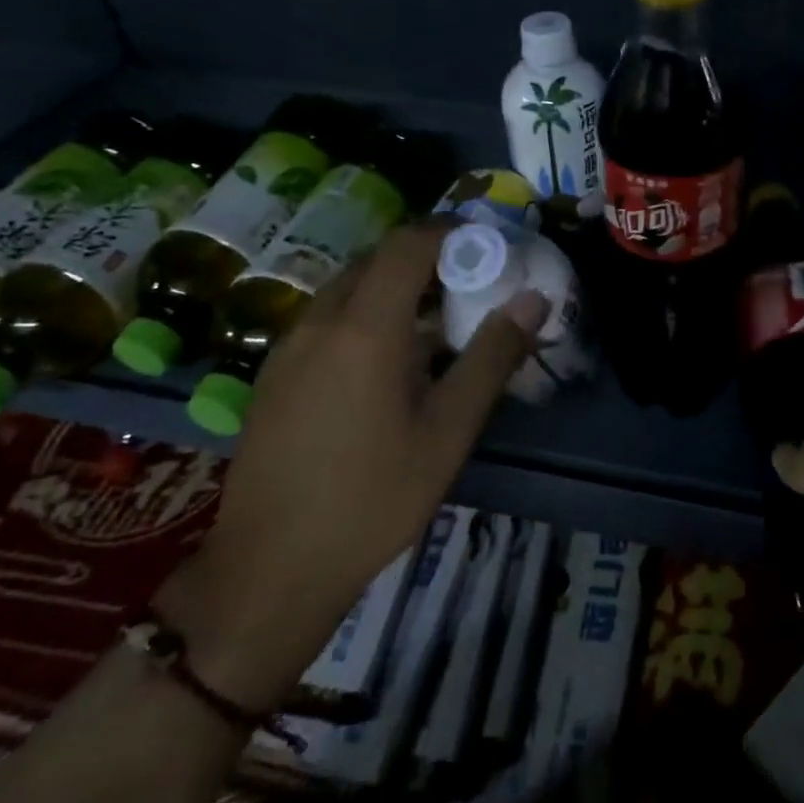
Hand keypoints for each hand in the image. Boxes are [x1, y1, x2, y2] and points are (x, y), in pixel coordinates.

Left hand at [158, 223, 548, 707]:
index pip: (408, 244)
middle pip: (376, 259)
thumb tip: (533, 299)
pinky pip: (326, 317)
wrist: (270, 570)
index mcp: (364, 327)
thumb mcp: (449, 431)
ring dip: (393, 286)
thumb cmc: (373, 498)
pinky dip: (364, 313)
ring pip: (347, 287)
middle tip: (470, 284)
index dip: (450, 232)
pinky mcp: (272, 373)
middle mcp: (319, 321)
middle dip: (426, 257)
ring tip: (434, 323)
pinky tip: (386, 363)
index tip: (488, 246)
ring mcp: (288, 346)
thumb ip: (492, 357)